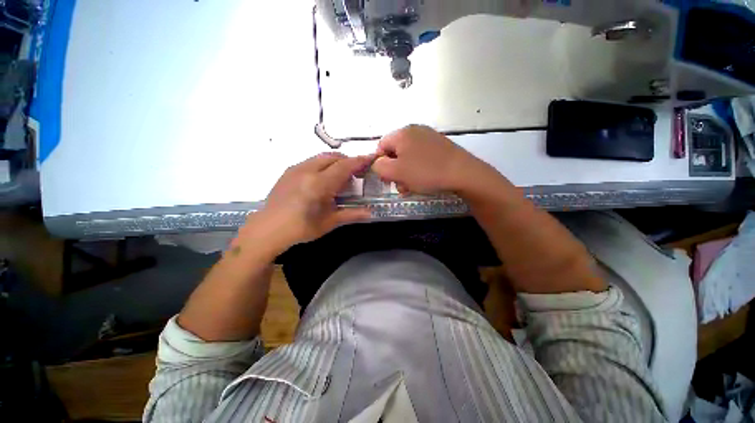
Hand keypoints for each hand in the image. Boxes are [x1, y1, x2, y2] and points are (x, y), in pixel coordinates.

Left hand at [238, 153, 372, 255]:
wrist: (268, 229)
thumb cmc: (301, 228)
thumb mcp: (329, 222)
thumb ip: (351, 214)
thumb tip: (370, 213)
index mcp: (319, 184)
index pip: (344, 166)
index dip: (359, 161)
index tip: (370, 158)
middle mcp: (307, 171)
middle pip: (333, 157)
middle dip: (347, 161)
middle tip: (356, 172)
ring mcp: (296, 169)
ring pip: (321, 157)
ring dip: (335, 162)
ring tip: (340, 177)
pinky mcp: (289, 171)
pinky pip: (311, 162)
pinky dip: (322, 165)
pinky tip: (322, 179)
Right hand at [372, 125, 488, 194]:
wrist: (463, 173)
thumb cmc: (425, 172)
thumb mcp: (396, 172)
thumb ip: (379, 167)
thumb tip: (378, 163)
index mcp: (402, 133)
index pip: (381, 146)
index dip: (380, 163)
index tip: (387, 178)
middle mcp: (414, 131)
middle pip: (395, 152)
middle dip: (394, 171)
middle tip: (400, 185)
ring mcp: (429, 137)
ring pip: (409, 157)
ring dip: (406, 173)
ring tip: (412, 187)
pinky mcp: (439, 146)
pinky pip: (421, 157)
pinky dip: (418, 169)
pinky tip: (423, 180)